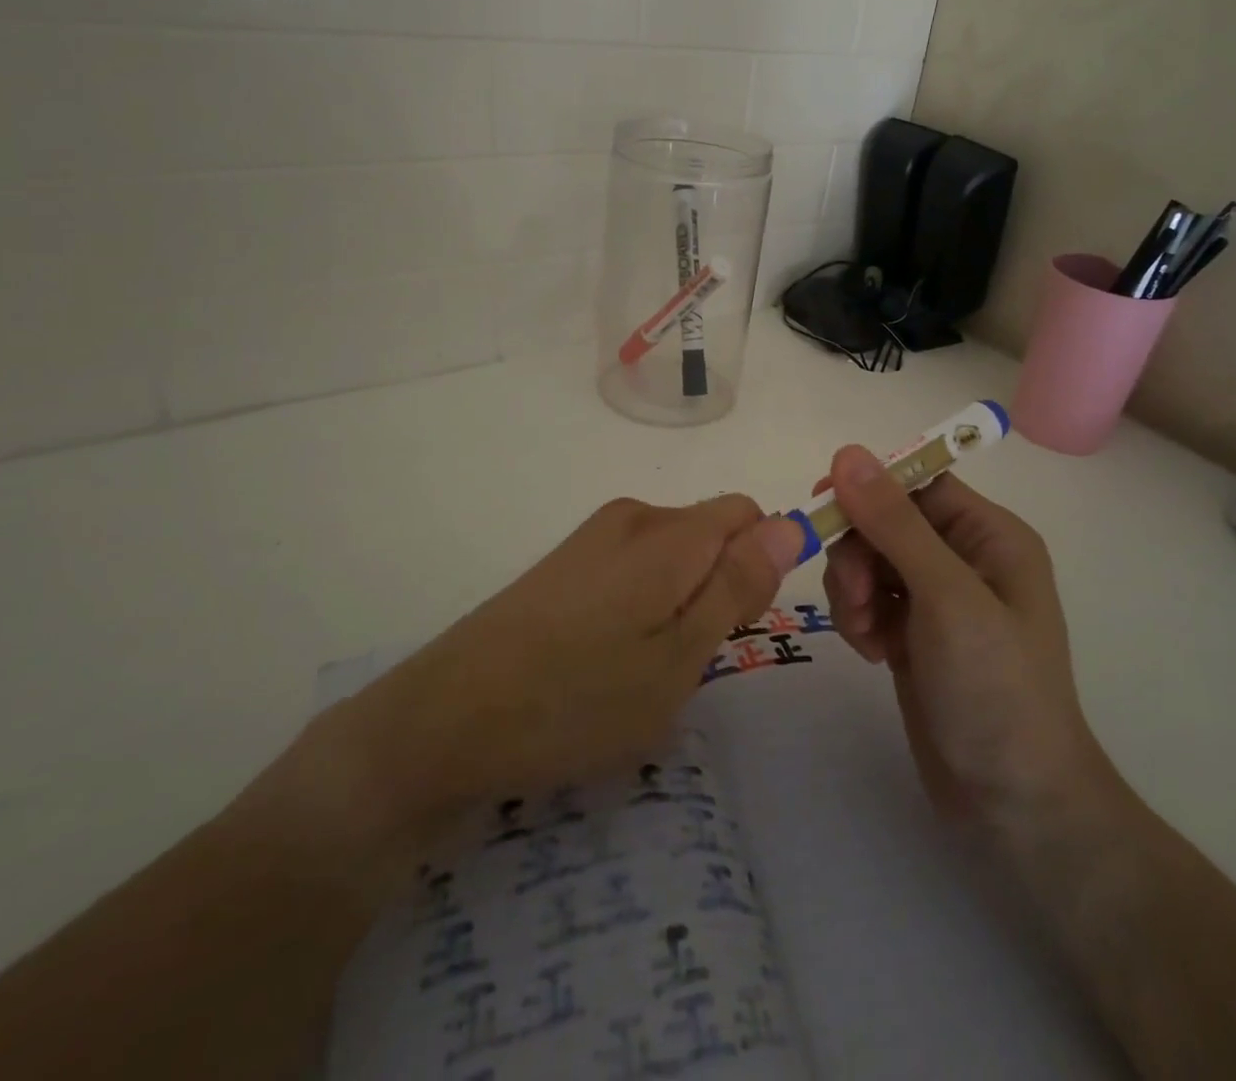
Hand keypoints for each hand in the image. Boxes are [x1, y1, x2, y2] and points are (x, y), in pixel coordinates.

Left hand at [269, 496, 805, 884]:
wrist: (445, 720)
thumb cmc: (577, 700)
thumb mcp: (678, 657)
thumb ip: (737, 585)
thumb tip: (790, 524)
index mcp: (668, 533)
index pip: (748, 515)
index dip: (759, 565)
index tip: (736, 626)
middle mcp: (632, 517)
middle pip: (710, 533)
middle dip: (718, 588)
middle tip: (685, 662)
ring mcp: (592, 538)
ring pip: (672, 556)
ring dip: (678, 604)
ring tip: (641, 671)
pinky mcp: (564, 563)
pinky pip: (632, 569)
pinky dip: (641, 607)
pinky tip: (604, 662)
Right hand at [818, 446, 1113, 831]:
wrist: (1013, 803)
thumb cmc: (995, 688)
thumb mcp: (945, 597)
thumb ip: (894, 522)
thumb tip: (847, 453)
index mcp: (989, 535)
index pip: (917, 483)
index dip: (870, 489)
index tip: (823, 507)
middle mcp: (964, 557)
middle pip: (885, 521)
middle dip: (858, 554)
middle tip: (856, 599)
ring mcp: (937, 598)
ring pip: (868, 560)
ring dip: (852, 590)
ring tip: (866, 634)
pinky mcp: (914, 633)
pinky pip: (868, 599)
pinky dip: (858, 619)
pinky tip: (872, 653)